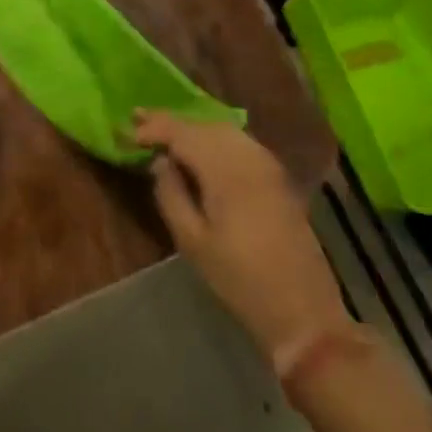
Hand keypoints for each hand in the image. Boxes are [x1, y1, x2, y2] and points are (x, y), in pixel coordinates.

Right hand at [135, 111, 349, 359]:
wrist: (303, 312)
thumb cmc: (240, 281)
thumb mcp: (192, 242)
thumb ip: (171, 194)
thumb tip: (160, 162)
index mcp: (226, 170)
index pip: (182, 133)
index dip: (153, 128)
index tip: (127, 132)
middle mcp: (248, 156)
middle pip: (203, 125)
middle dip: (170, 121)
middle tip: (139, 119)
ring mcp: (267, 164)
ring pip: (223, 129)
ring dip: (193, 127)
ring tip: (165, 131)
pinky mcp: (277, 177)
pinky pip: (240, 141)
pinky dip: (215, 137)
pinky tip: (202, 147)